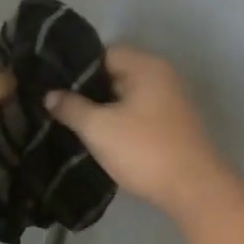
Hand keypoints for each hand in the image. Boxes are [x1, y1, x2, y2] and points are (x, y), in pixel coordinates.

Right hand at [44, 46, 234, 213]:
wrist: (194, 189)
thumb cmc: (144, 150)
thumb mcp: (99, 128)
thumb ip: (71, 107)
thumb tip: (50, 94)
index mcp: (146, 66)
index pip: (104, 53)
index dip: (77, 70)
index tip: (54, 87)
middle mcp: (162, 75)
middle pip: (116, 73)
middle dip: (89, 91)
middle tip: (60, 108)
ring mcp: (171, 100)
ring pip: (128, 96)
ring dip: (105, 109)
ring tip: (76, 125)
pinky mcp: (174, 124)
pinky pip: (140, 113)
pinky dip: (122, 122)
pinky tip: (103, 139)